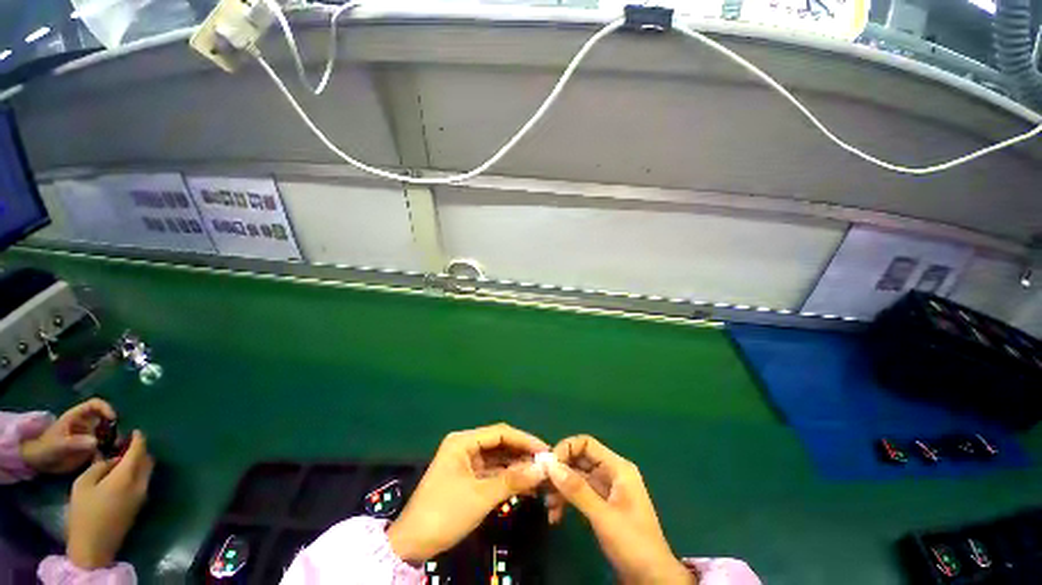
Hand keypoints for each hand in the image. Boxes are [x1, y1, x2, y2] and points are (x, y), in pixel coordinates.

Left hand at [20, 399, 115, 473]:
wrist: (40, 462)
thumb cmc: (46, 447)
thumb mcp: (59, 444)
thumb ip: (76, 442)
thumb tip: (96, 441)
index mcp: (78, 416)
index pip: (95, 404)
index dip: (106, 408)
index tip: (113, 418)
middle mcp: (87, 424)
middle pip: (106, 420)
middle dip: (114, 429)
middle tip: (118, 440)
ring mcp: (90, 436)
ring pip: (108, 435)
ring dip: (114, 441)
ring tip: (115, 451)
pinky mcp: (92, 449)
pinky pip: (105, 448)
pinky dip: (109, 453)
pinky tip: (108, 460)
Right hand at [67, 430, 153, 569]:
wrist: (94, 547)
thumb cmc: (84, 513)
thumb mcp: (83, 484)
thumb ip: (100, 466)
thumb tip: (112, 459)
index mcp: (127, 476)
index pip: (139, 451)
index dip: (138, 439)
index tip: (135, 431)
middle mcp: (141, 484)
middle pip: (147, 460)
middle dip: (139, 450)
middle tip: (124, 445)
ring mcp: (143, 496)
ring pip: (147, 471)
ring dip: (139, 462)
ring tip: (121, 458)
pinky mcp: (140, 505)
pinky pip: (143, 481)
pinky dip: (137, 473)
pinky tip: (122, 473)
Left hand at [387, 423, 549, 562]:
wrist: (412, 545)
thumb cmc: (444, 513)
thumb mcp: (480, 496)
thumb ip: (512, 480)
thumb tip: (542, 469)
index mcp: (463, 441)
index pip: (500, 433)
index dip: (524, 439)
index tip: (545, 450)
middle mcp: (465, 446)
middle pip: (500, 444)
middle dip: (522, 454)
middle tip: (545, 464)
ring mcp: (466, 462)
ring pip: (498, 459)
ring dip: (517, 467)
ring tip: (540, 475)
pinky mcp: (468, 478)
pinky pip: (492, 472)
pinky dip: (507, 478)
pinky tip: (525, 484)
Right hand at [546, 435, 694, 584]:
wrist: (652, 580)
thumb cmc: (633, 544)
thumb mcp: (603, 516)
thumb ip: (577, 490)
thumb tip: (550, 465)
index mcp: (617, 468)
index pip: (586, 444)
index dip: (566, 449)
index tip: (548, 466)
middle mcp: (611, 473)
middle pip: (580, 460)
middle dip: (560, 471)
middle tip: (541, 486)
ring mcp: (606, 490)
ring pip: (577, 478)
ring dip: (561, 489)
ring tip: (548, 506)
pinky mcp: (601, 506)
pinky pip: (579, 494)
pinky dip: (566, 501)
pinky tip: (555, 516)